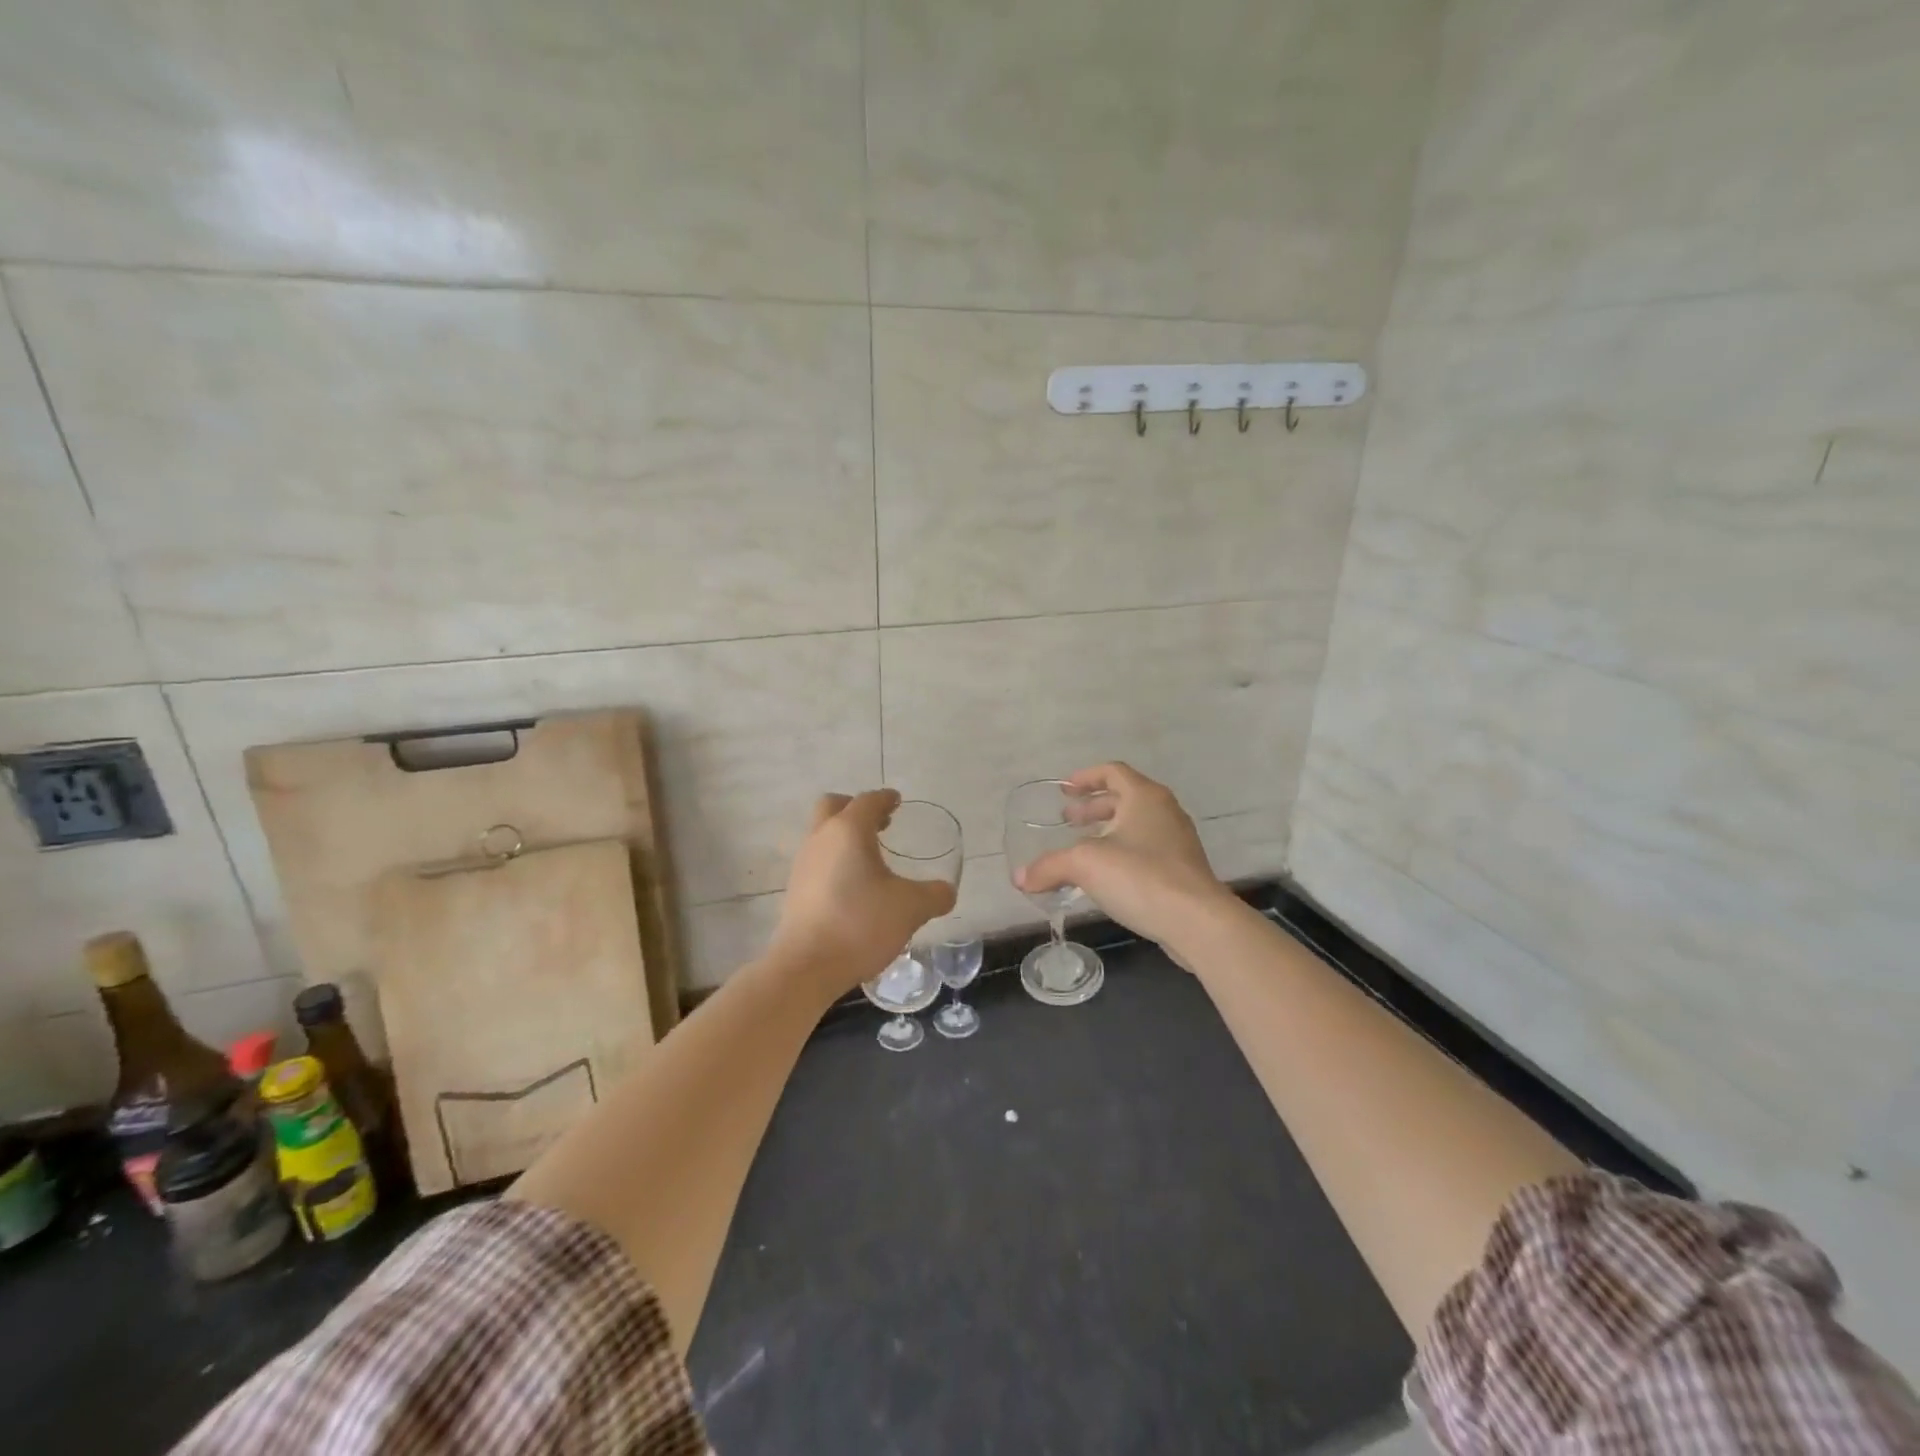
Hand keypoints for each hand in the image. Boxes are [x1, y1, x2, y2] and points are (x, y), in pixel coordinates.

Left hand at [768, 789, 956, 993]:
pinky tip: (854, 886)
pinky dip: (836, 860)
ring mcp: (803, 864)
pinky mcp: (795, 890)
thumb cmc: (860, 924)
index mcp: (849, 831)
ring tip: (871, 858)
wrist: (807, 966)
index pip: (868, 801)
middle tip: (880, 824)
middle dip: (855, 809)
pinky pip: (818, 860)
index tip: (897, 801)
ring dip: (845, 837)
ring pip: (823, 834)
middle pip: (833, 806)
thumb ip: (934, 895)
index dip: (885, 798)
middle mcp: (821, 838)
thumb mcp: (911, 908)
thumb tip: (947, 891)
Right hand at [1015, 763, 1236, 955]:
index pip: (1113, 772)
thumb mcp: (1084, 865)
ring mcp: (1177, 841)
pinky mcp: (1182, 870)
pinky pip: (1145, 850)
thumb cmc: (1140, 876)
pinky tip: (1105, 877)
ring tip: (1081, 849)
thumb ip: (1049, 866)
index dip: (1086, 777)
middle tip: (1067, 820)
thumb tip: (1019, 877)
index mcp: (1144, 797)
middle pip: (1124, 798)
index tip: (1065, 790)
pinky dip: (1121, 853)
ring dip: (1107, 832)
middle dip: (1093, 807)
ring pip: (1136, 826)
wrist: (1197, 921)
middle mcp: (1164, 811)